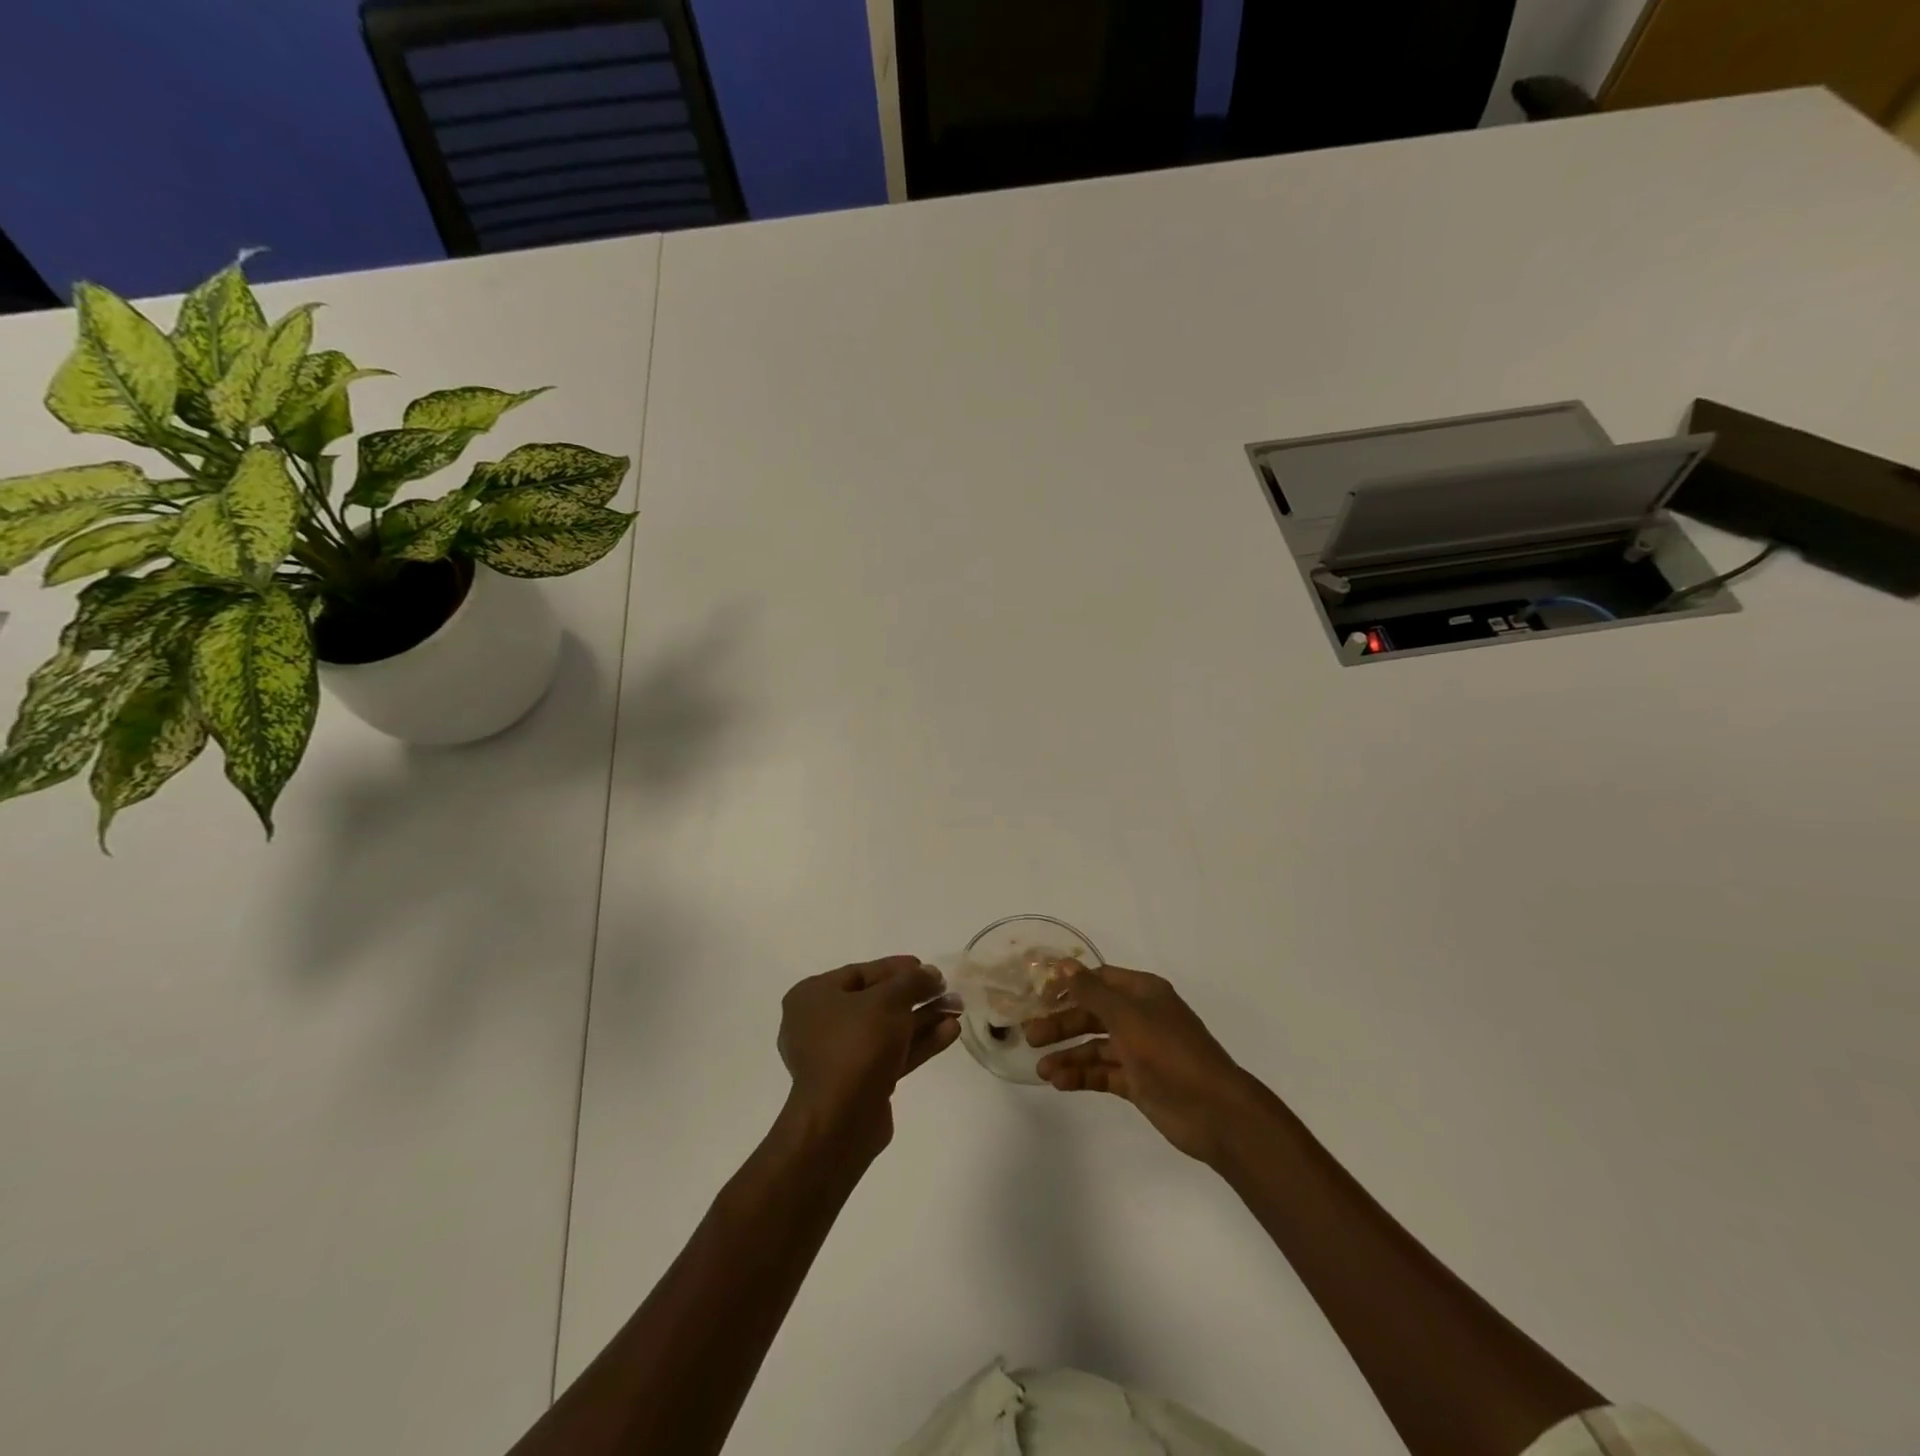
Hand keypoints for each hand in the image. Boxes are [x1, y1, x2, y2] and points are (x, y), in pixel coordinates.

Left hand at [777, 955, 958, 1159]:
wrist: (841, 1120)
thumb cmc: (857, 1044)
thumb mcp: (889, 1000)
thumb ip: (913, 981)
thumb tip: (930, 974)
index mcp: (813, 996)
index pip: (861, 972)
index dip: (898, 968)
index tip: (928, 969)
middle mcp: (820, 1023)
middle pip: (876, 1001)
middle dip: (915, 996)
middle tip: (947, 990)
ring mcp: (839, 1056)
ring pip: (887, 1029)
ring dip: (922, 1019)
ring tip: (957, 1009)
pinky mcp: (859, 1083)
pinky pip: (891, 1053)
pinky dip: (918, 1042)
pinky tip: (950, 1031)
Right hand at [1024, 965, 1264, 1164]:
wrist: (1214, 1111)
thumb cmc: (1169, 1052)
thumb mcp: (1126, 1016)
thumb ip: (1091, 991)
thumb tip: (1062, 964)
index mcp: (1143, 993)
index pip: (1099, 980)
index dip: (1068, 985)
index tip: (1038, 995)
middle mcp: (1141, 1017)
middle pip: (1093, 1014)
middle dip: (1062, 1024)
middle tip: (1030, 1035)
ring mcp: (1140, 1051)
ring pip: (1095, 1047)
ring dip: (1068, 1055)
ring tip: (1041, 1069)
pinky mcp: (1138, 1082)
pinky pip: (1103, 1073)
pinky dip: (1082, 1076)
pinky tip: (1059, 1082)